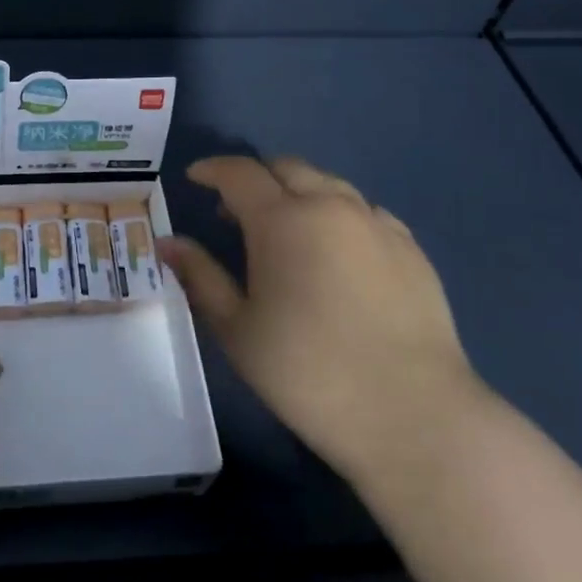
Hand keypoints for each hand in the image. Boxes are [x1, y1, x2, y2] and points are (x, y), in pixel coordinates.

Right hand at [158, 155, 474, 481]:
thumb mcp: (238, 329)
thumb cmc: (307, 372)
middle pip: (286, 167)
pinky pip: (365, 211)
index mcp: (282, 220)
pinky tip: (336, 251)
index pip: (239, 173)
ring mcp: (376, 223)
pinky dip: (338, 214)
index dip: (212, 170)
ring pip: (329, 184)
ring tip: (286, 230)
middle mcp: (330, 206)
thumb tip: (169, 243)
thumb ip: (201, 276)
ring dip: (298, 193)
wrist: (412, 414)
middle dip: (255, 178)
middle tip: (236, 211)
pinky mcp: (410, 248)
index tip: (195, 178)